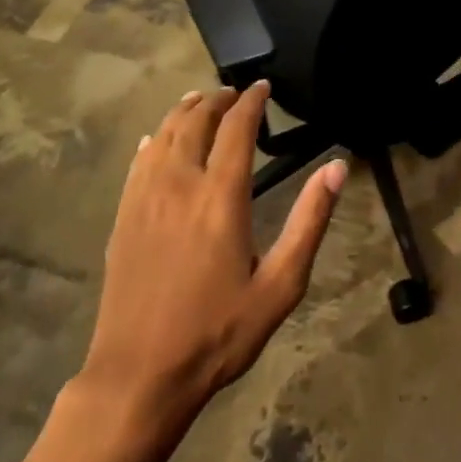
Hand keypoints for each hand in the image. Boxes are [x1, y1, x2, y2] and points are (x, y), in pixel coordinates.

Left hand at [77, 81, 345, 435]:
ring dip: (184, 111)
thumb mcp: (280, 285)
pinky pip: (139, 161)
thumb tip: (336, 167)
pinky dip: (154, 139)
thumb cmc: (218, 332)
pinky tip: (157, 139)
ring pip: (164, 134)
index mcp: (220, 196)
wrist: (140, 375)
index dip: (251, 101)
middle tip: (234, 92)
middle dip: (217, 99)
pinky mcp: (124, 216)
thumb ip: (309, 221)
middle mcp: (180, 184)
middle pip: (196, 122)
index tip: (263, 86)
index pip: (236, 128)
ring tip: (200, 100)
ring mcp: (145, 198)